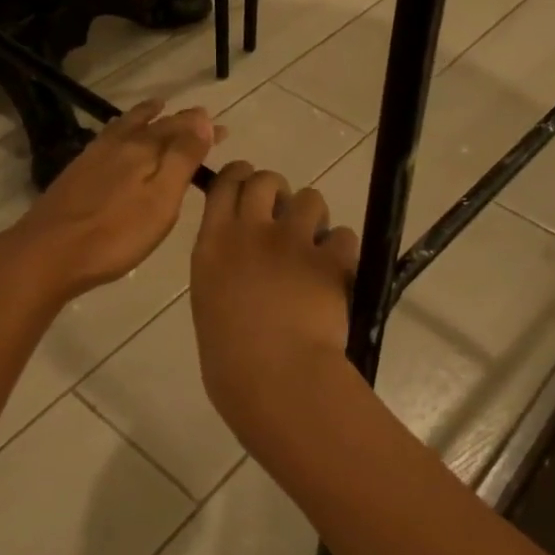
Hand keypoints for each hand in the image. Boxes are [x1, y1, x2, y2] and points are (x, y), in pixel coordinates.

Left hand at [4, 99, 216, 299]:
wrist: (48, 253)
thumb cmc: (115, 235)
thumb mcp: (161, 200)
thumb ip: (182, 159)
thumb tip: (202, 119)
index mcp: (143, 150)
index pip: (179, 129)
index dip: (201, 127)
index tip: (221, 128)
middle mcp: (118, 145)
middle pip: (153, 125)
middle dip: (179, 121)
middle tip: (199, 117)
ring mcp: (92, 158)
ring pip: (125, 127)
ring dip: (145, 117)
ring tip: (156, 108)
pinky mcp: (75, 174)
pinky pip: (107, 139)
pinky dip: (121, 131)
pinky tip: (116, 139)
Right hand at [190, 163, 360, 438]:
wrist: (275, 378)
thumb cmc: (230, 358)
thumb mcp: (211, 302)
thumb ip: (225, 269)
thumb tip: (244, 261)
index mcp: (213, 244)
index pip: (225, 185)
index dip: (239, 176)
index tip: (247, 180)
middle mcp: (251, 231)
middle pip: (266, 180)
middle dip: (277, 191)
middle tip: (283, 218)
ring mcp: (292, 242)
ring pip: (310, 199)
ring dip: (313, 217)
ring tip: (313, 247)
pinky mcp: (329, 259)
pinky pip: (343, 235)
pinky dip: (341, 251)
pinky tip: (336, 273)